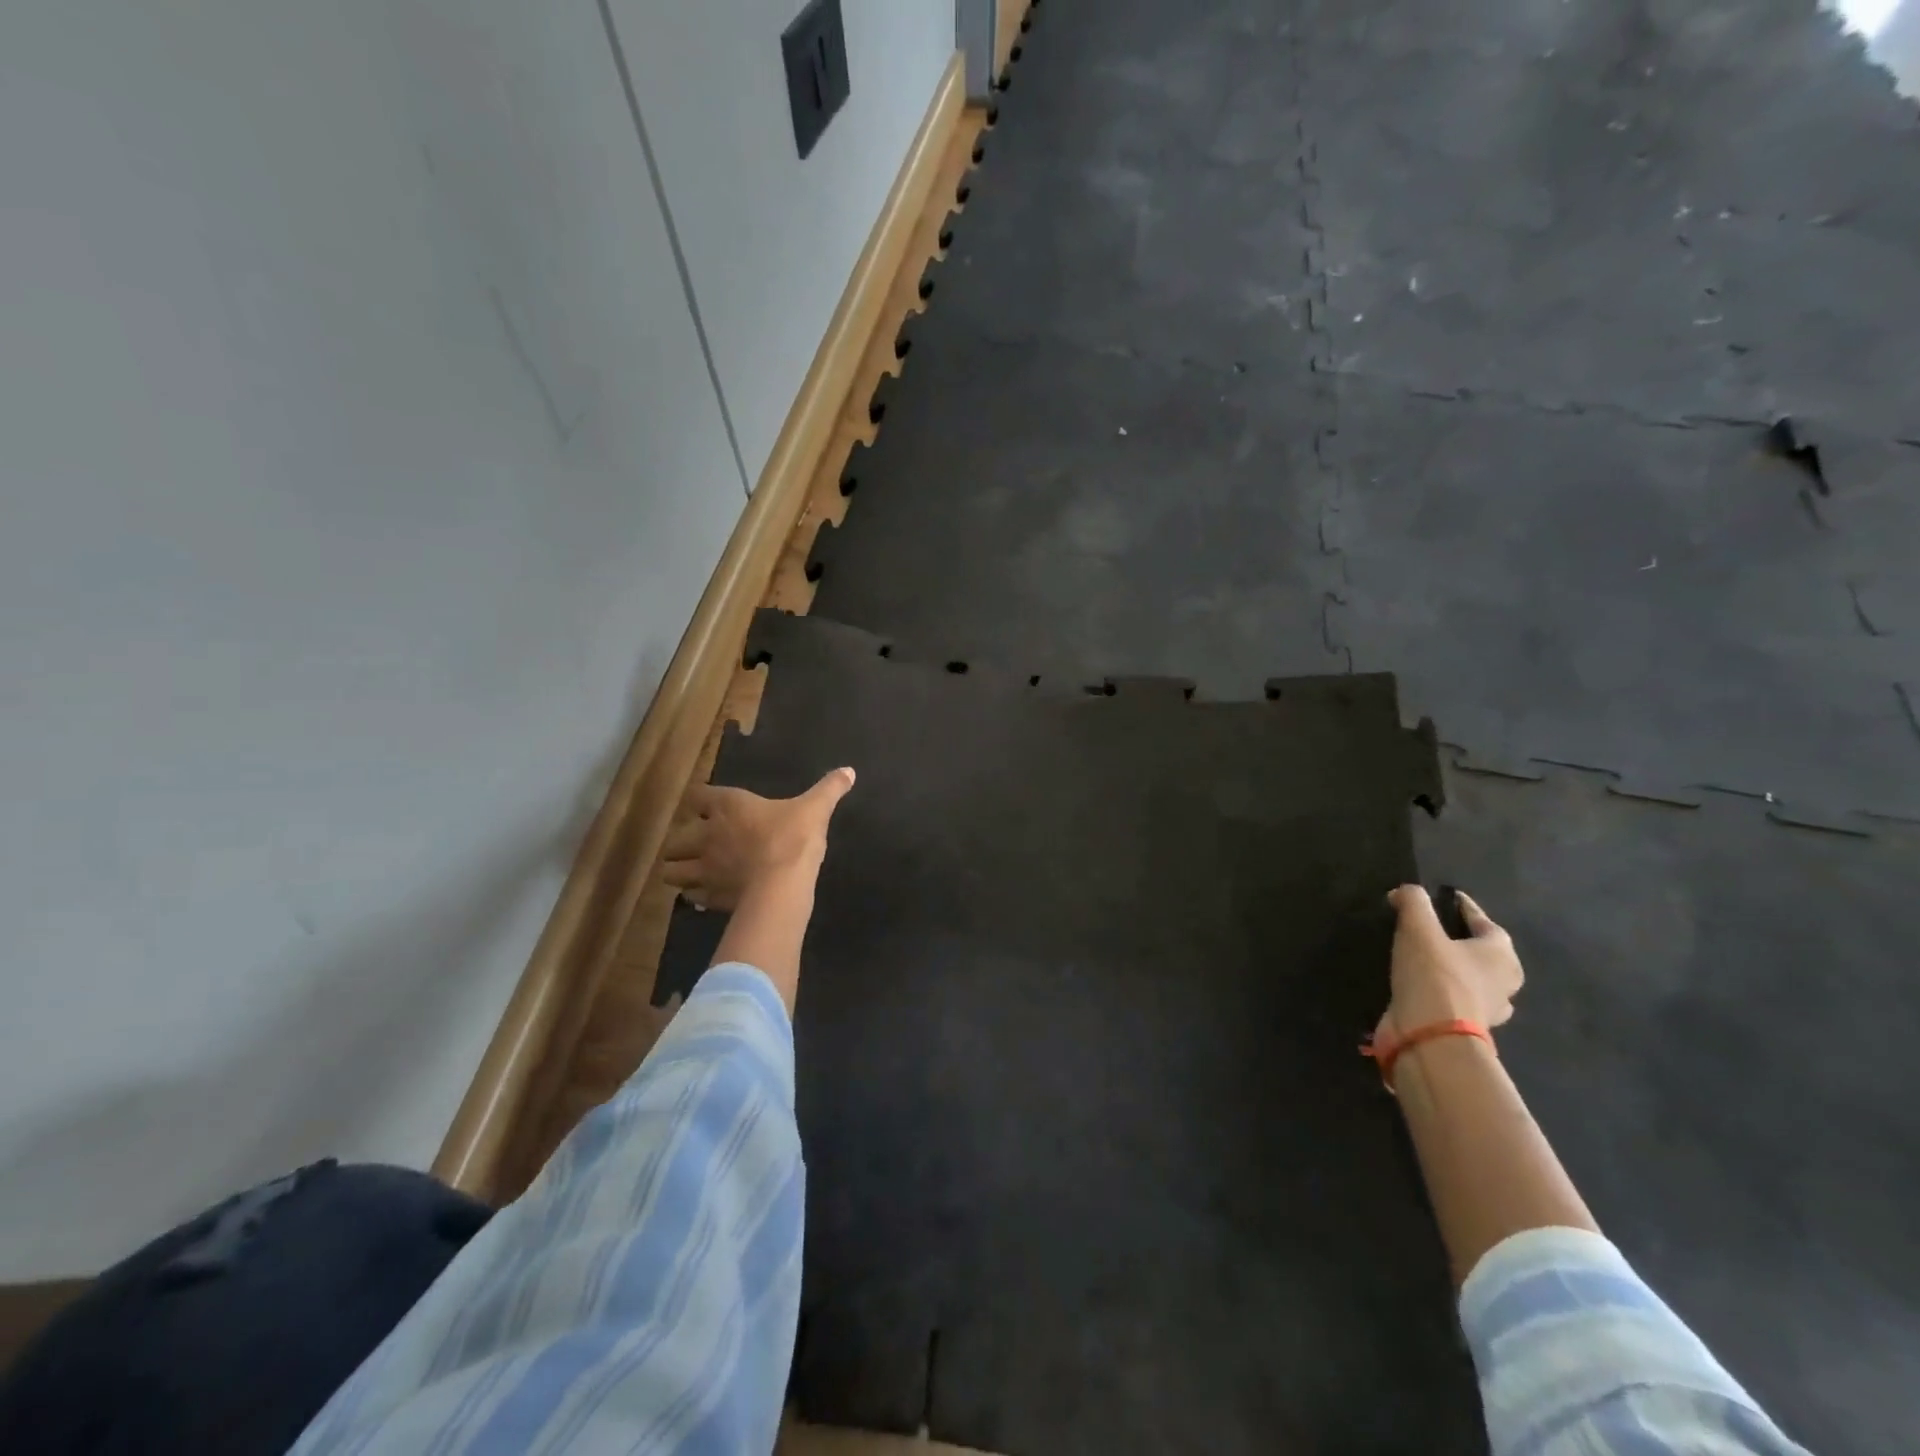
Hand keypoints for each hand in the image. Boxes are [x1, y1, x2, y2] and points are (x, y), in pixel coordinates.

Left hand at [661, 768, 855, 911]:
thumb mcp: (815, 808)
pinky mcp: (709, 897)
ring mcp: (704, 869)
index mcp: (728, 807)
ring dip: (681, 870)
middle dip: (682, 842)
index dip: (700, 801)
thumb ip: (830, 788)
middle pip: (675, 838)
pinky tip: (708, 894)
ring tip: (695, 872)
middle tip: (698, 845)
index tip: (709, 806)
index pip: (696, 796)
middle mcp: (707, 835)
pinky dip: (695, 896)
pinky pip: (690, 897)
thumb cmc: (793, 838)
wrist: (782, 885)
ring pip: (672, 871)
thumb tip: (849, 771)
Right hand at [1378, 885, 1522, 1043]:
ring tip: (1426, 959)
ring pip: (1474, 981)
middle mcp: (1503, 982)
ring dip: (1457, 971)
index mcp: (1501, 955)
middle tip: (1437, 930)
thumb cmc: (1435, 975)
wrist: (1431, 1036)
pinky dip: (1441, 992)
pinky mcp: (1465, 1029)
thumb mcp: (1418, 928)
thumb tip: (1405, 892)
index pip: (1485, 922)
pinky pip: (1455, 1001)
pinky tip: (1420, 986)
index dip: (1464, 907)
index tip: (1446, 897)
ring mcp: (1488, 1010)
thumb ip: (1413, 902)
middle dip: (1466, 941)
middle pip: (1486, 954)